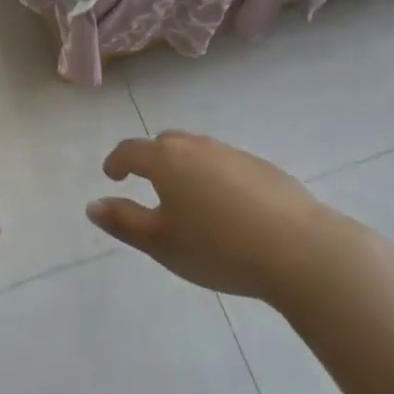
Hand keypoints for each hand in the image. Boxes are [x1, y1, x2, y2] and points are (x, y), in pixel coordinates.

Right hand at [86, 132, 368, 309]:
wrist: (301, 250)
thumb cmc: (220, 248)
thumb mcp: (162, 243)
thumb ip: (124, 222)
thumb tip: (92, 205)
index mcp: (165, 160)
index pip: (130, 150)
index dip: (116, 161)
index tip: (111, 175)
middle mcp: (196, 146)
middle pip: (164, 144)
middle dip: (150, 159)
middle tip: (147, 184)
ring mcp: (232, 153)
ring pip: (197, 151)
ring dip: (184, 167)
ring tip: (187, 197)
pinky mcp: (262, 166)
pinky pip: (224, 163)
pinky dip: (214, 176)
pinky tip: (227, 207)